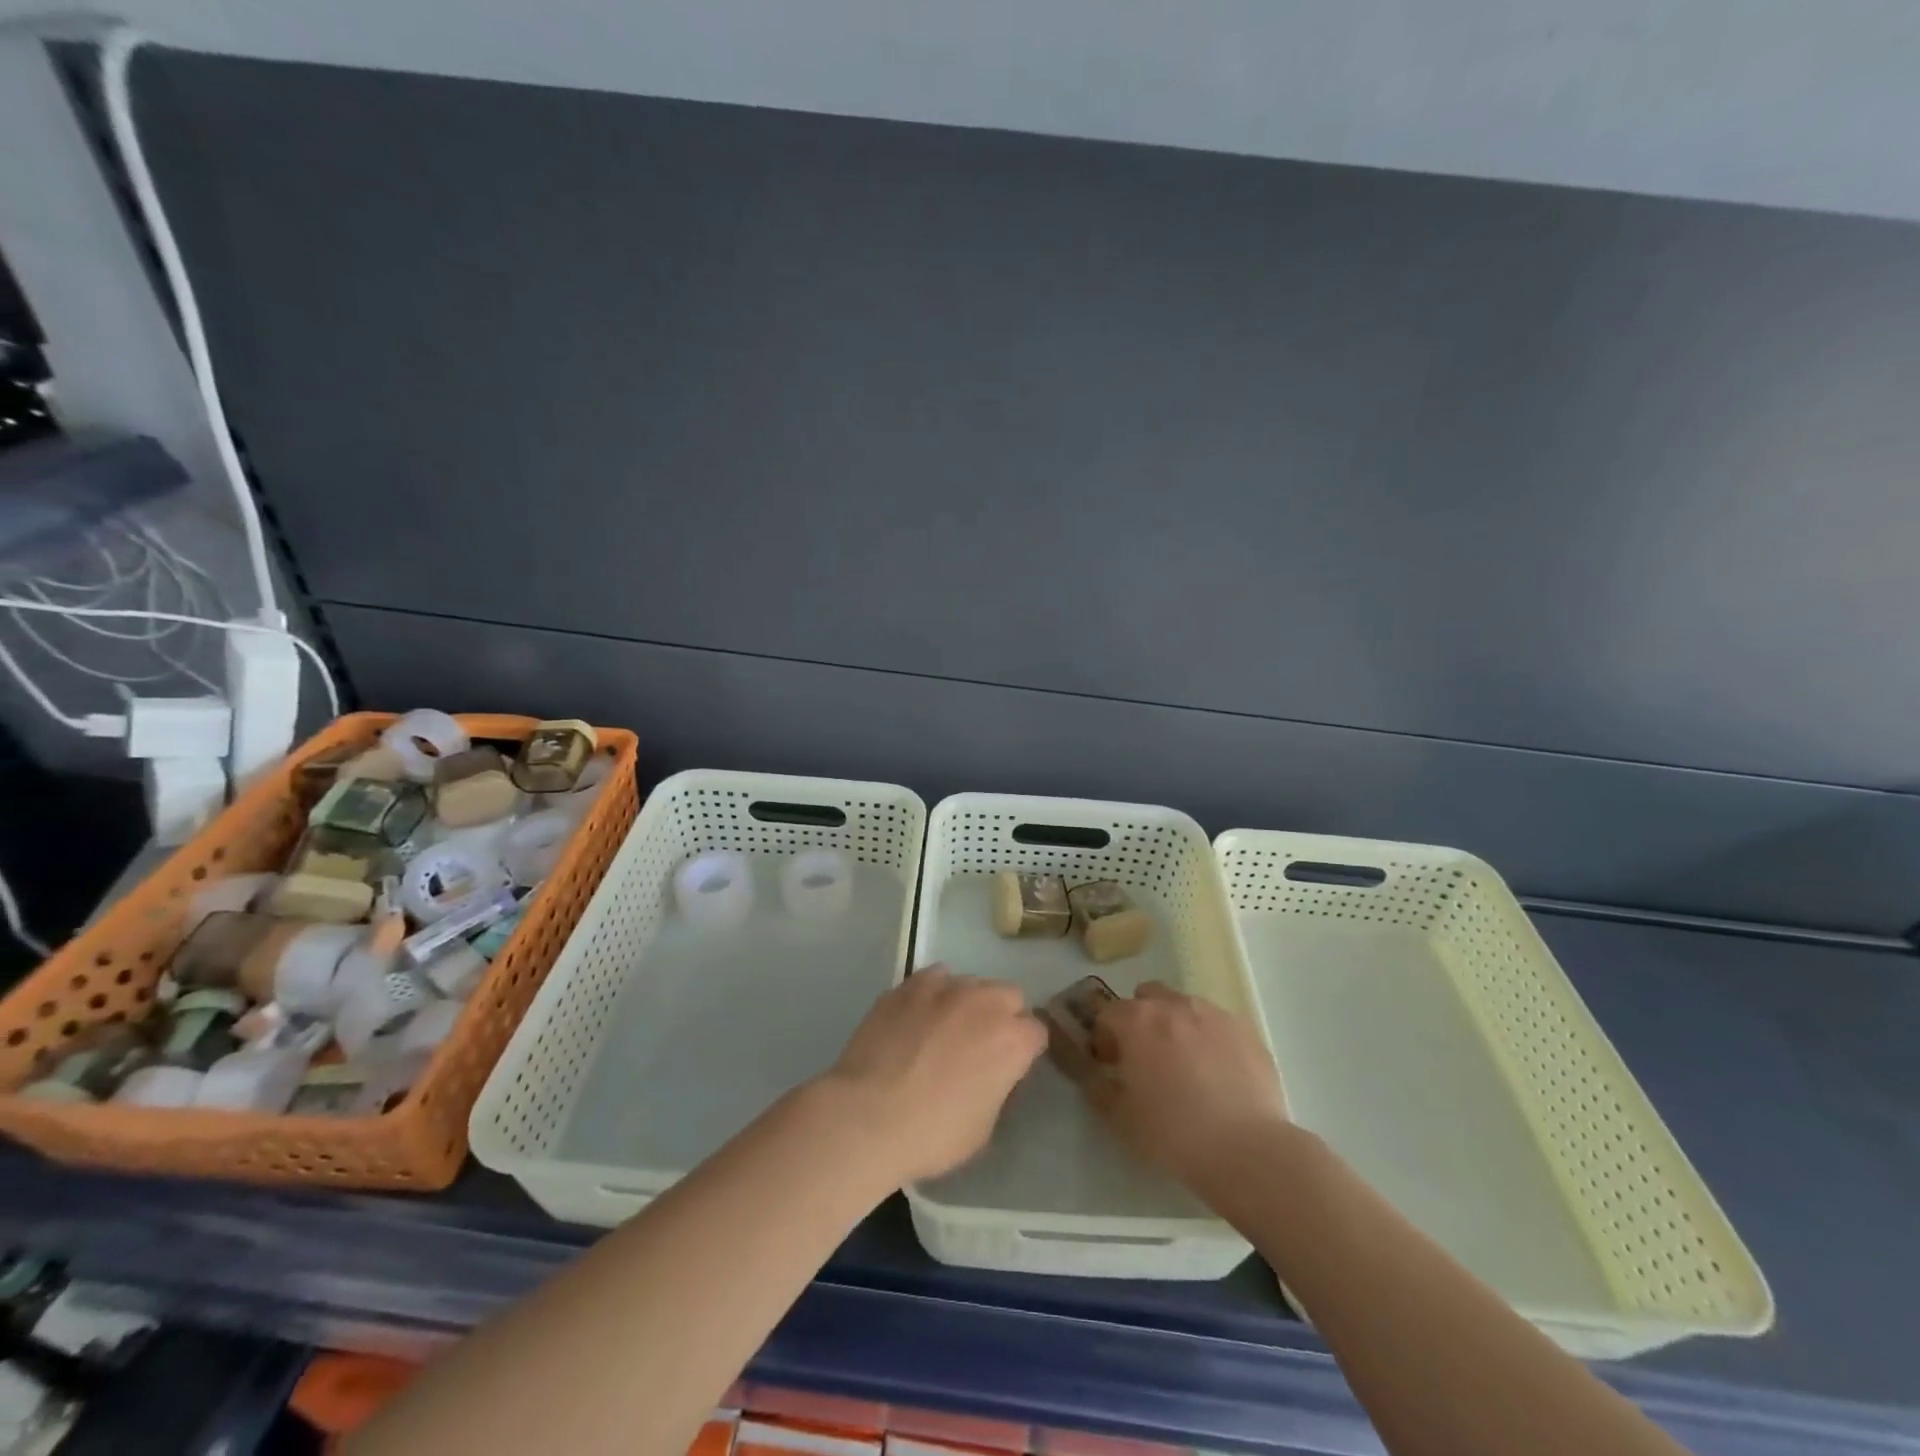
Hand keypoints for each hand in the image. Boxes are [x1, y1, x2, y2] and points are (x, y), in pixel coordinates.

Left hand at [817, 967, 1045, 1186]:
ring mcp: (945, 987)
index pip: (1037, 1032)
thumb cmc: (933, 1133)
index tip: (1009, 1068)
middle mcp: (985, 1002)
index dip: (1024, 1050)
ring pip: (971, 982)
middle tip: (979, 1045)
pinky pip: (934, 978)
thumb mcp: (984, 1127)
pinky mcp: (910, 984)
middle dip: (1002, 1016)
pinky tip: (917, 1017)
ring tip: (943, 1030)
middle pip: (1009, 995)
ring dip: (967, 1003)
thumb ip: (998, 1087)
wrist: (868, 1115)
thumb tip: (992, 1073)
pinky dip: (933, 993)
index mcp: (1012, 1040)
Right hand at [1087, 981, 1286, 1193]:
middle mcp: (1173, 1005)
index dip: (1104, 1038)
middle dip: (1140, 1020)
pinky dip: (1210, 1038)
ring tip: (1185, 1065)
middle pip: (1147, 997)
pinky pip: (1217, 1024)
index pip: (1108, 1013)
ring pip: (1184, 1006)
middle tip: (1146, 1057)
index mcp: (1136, 1021)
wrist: (1247, 1150)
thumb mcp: (1120, 1119)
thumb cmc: (1173, 1134)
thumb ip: (1098, 1089)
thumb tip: (1094, 1075)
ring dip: (1176, 1025)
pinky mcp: (1246, 1030)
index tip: (1111, 1065)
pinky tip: (1218, 1074)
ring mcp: (1213, 1014)